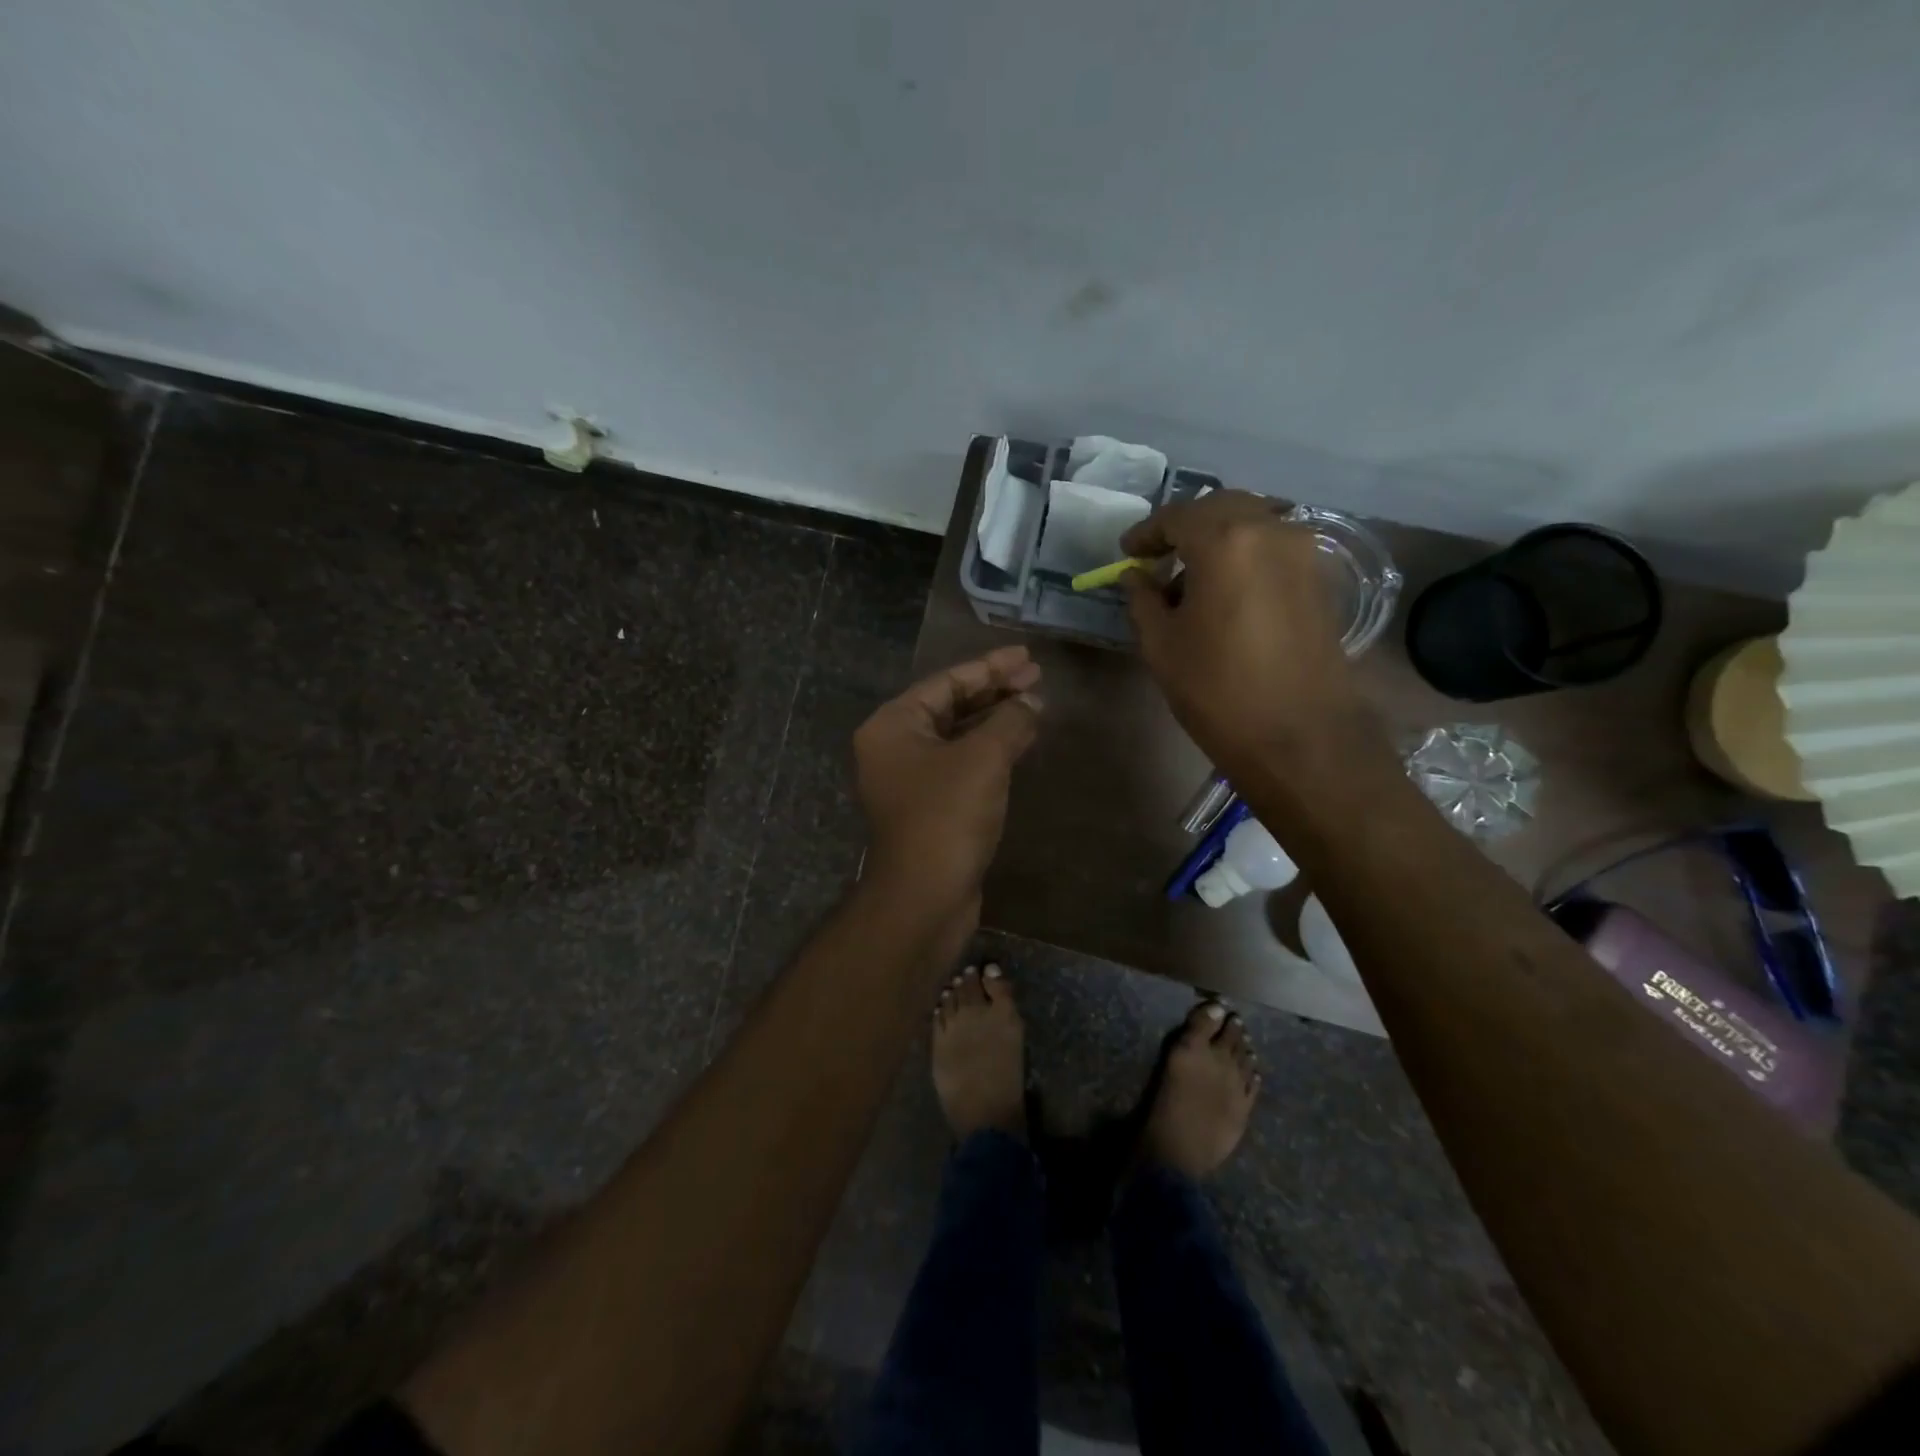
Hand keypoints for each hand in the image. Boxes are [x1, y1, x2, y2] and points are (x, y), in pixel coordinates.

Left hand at [853, 645, 1041, 916]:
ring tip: (1036, 703)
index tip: (1027, 656)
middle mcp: (894, 746)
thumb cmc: (947, 817)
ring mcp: (910, 778)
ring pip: (958, 735)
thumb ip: (1009, 721)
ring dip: (995, 719)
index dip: (990, 666)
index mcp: (893, 725)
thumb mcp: (983, 759)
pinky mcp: (929, 805)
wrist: (925, 897)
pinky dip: (990, 749)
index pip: (946, 682)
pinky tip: (1020, 741)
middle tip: (1037, 676)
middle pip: (951, 705)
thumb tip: (1031, 702)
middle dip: (994, 690)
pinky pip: (961, 762)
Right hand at [1121, 491, 1365, 776]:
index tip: (1127, 553)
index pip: (1177, 516)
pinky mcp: (1320, 577)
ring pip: (1251, 523)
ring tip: (1189, 579)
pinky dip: (1244, 554)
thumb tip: (1136, 576)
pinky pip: (1273, 546)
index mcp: (1225, 540)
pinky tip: (1225, 591)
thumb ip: (1143, 599)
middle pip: (1219, 508)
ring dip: (1216, 539)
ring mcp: (1303, 551)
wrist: (1299, 736)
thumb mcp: (1162, 644)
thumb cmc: (1217, 689)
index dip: (1146, 533)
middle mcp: (1271, 530)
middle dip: (1184, 527)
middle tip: (1157, 558)